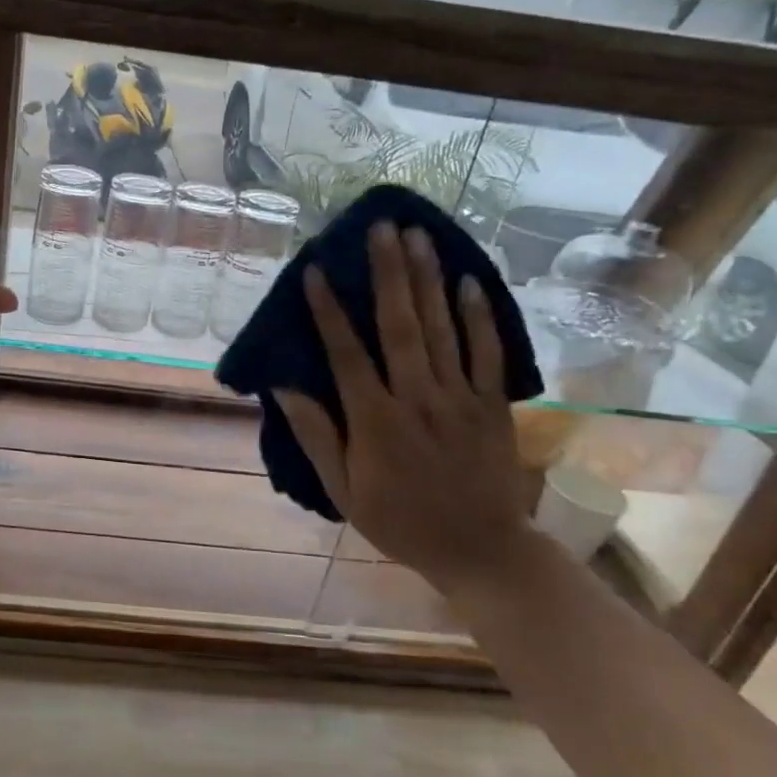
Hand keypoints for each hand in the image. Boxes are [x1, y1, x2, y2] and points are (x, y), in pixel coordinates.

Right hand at [275, 223, 540, 594]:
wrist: (480, 550)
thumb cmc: (399, 521)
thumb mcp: (344, 489)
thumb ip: (316, 436)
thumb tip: (284, 388)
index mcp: (376, 421)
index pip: (347, 355)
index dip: (328, 311)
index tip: (314, 270)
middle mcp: (418, 399)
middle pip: (400, 326)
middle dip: (388, 273)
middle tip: (381, 227)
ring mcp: (460, 399)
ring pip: (442, 329)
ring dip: (428, 279)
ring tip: (418, 235)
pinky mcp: (492, 405)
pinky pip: (488, 353)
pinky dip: (479, 316)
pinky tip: (468, 281)